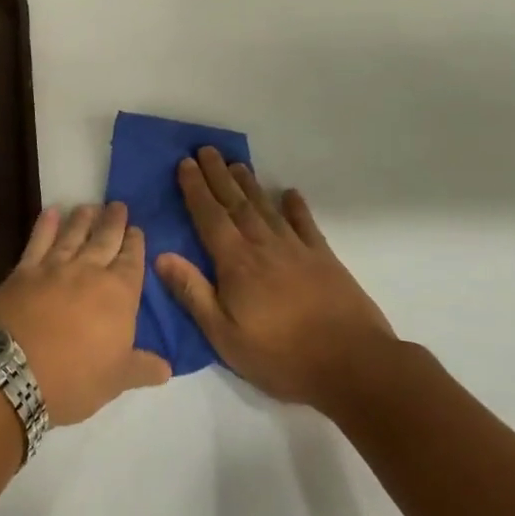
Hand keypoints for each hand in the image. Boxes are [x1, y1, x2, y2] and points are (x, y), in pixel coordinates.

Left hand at [0, 202, 171, 426]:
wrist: (13, 369)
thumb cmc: (74, 378)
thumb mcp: (116, 380)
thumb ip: (142, 368)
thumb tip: (167, 368)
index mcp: (119, 294)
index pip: (132, 261)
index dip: (135, 243)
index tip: (136, 229)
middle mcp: (89, 271)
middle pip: (104, 239)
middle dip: (113, 222)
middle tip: (118, 205)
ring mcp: (54, 267)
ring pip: (73, 235)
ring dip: (82, 219)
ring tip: (89, 206)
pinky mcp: (23, 271)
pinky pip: (37, 242)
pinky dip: (45, 225)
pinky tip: (50, 213)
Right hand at [155, 148, 396, 416]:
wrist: (354, 365)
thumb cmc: (281, 356)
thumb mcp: (224, 335)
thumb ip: (193, 293)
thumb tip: (160, 255)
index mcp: (236, 263)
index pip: (209, 217)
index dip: (196, 189)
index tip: (186, 163)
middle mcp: (264, 246)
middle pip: (236, 203)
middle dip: (219, 175)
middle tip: (207, 149)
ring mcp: (297, 249)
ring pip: (266, 208)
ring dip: (249, 184)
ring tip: (237, 163)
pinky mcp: (324, 259)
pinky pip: (306, 224)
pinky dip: (296, 207)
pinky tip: (290, 193)